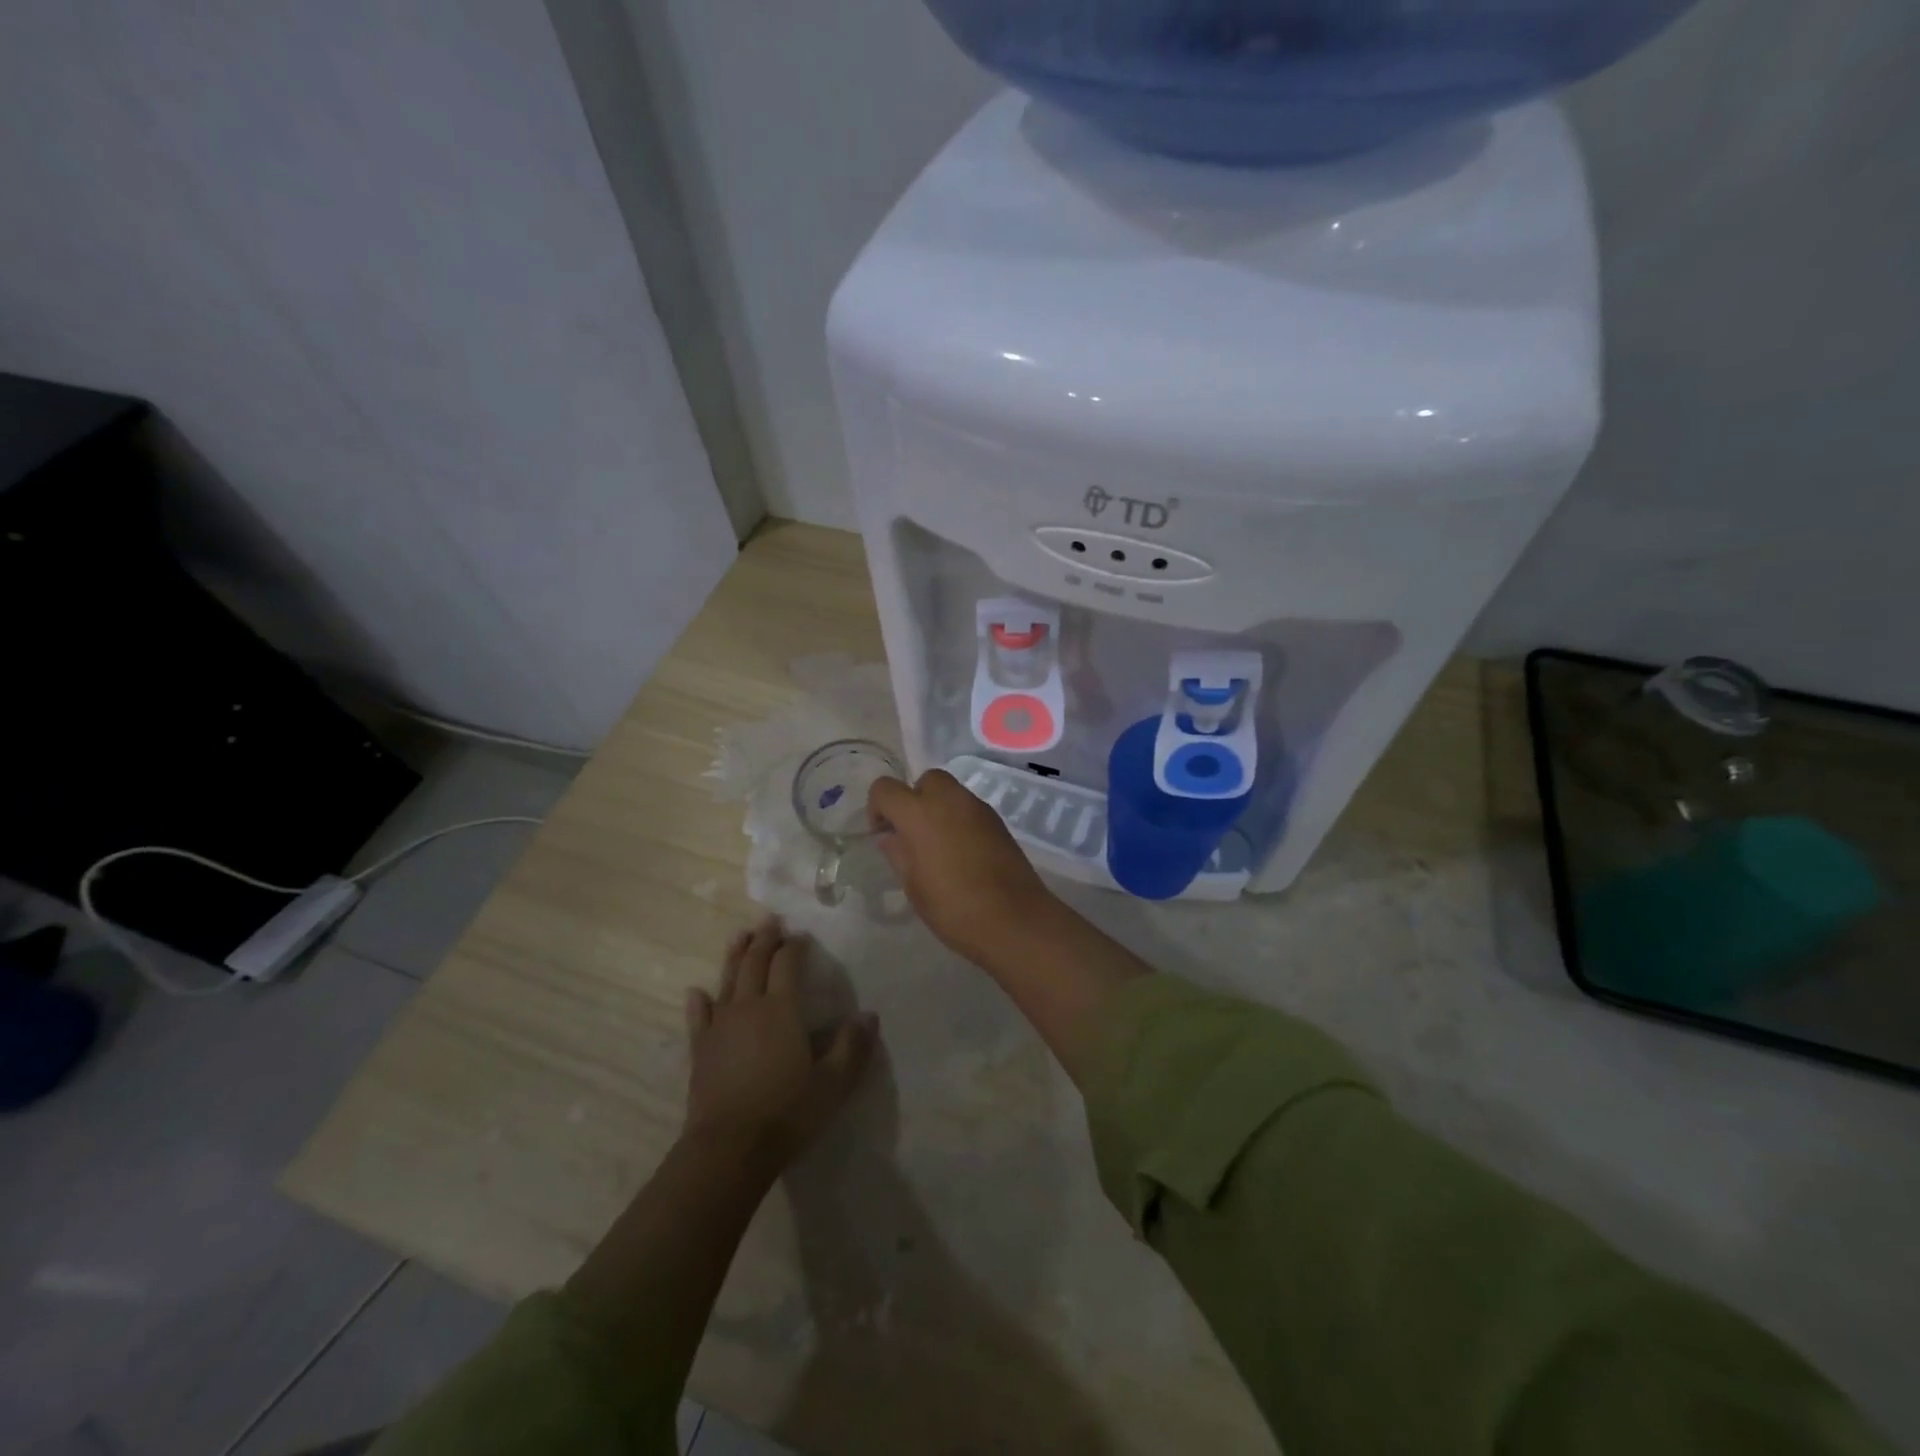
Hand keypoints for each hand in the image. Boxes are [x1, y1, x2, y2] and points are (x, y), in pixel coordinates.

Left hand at [684, 917, 877, 1171]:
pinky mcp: (701, 1049)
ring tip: (740, 936)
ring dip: (735, 955)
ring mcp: (720, 1026)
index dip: (795, 946)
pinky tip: (696, 992)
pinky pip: (699, 1017)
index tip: (802, 936)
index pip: (787, 964)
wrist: (729, 1148)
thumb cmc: (787, 1111)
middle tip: (770, 920)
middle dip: (764, 939)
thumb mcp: (832, 1083)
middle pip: (754, 962)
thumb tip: (869, 1015)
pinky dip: (699, 1001)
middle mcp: (749, 1007)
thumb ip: (852, 1046)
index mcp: (782, 1009)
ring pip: (727, 980)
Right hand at [867, 769, 1057, 966]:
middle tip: (913, 834)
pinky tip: (963, 852)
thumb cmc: (953, 907)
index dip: (878, 807)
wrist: (1014, 919)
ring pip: (951, 792)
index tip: (883, 834)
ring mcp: (978, 807)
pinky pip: (970, 808)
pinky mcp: (998, 821)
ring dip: (938, 808)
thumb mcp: (913, 885)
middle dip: (914, 799)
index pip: (885, 788)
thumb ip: (898, 853)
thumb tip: (890, 836)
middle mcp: (949, 799)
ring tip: (938, 846)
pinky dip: (960, 819)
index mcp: (919, 813)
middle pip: (925, 780)